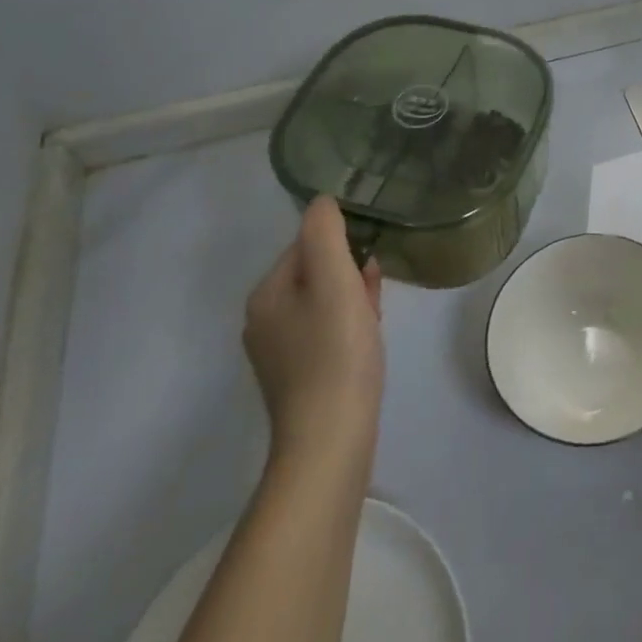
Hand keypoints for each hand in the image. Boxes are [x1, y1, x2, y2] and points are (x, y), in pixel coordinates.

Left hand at [244, 197, 384, 471]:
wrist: (330, 440)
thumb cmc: (336, 353)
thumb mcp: (335, 282)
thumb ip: (326, 235)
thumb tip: (322, 201)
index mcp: (266, 294)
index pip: (306, 245)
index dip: (343, 246)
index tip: (368, 264)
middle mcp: (264, 320)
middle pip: (315, 273)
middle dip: (349, 272)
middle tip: (375, 289)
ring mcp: (280, 352)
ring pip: (324, 302)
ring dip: (353, 296)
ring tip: (377, 310)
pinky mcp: (299, 376)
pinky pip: (327, 331)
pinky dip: (349, 323)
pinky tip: (368, 335)